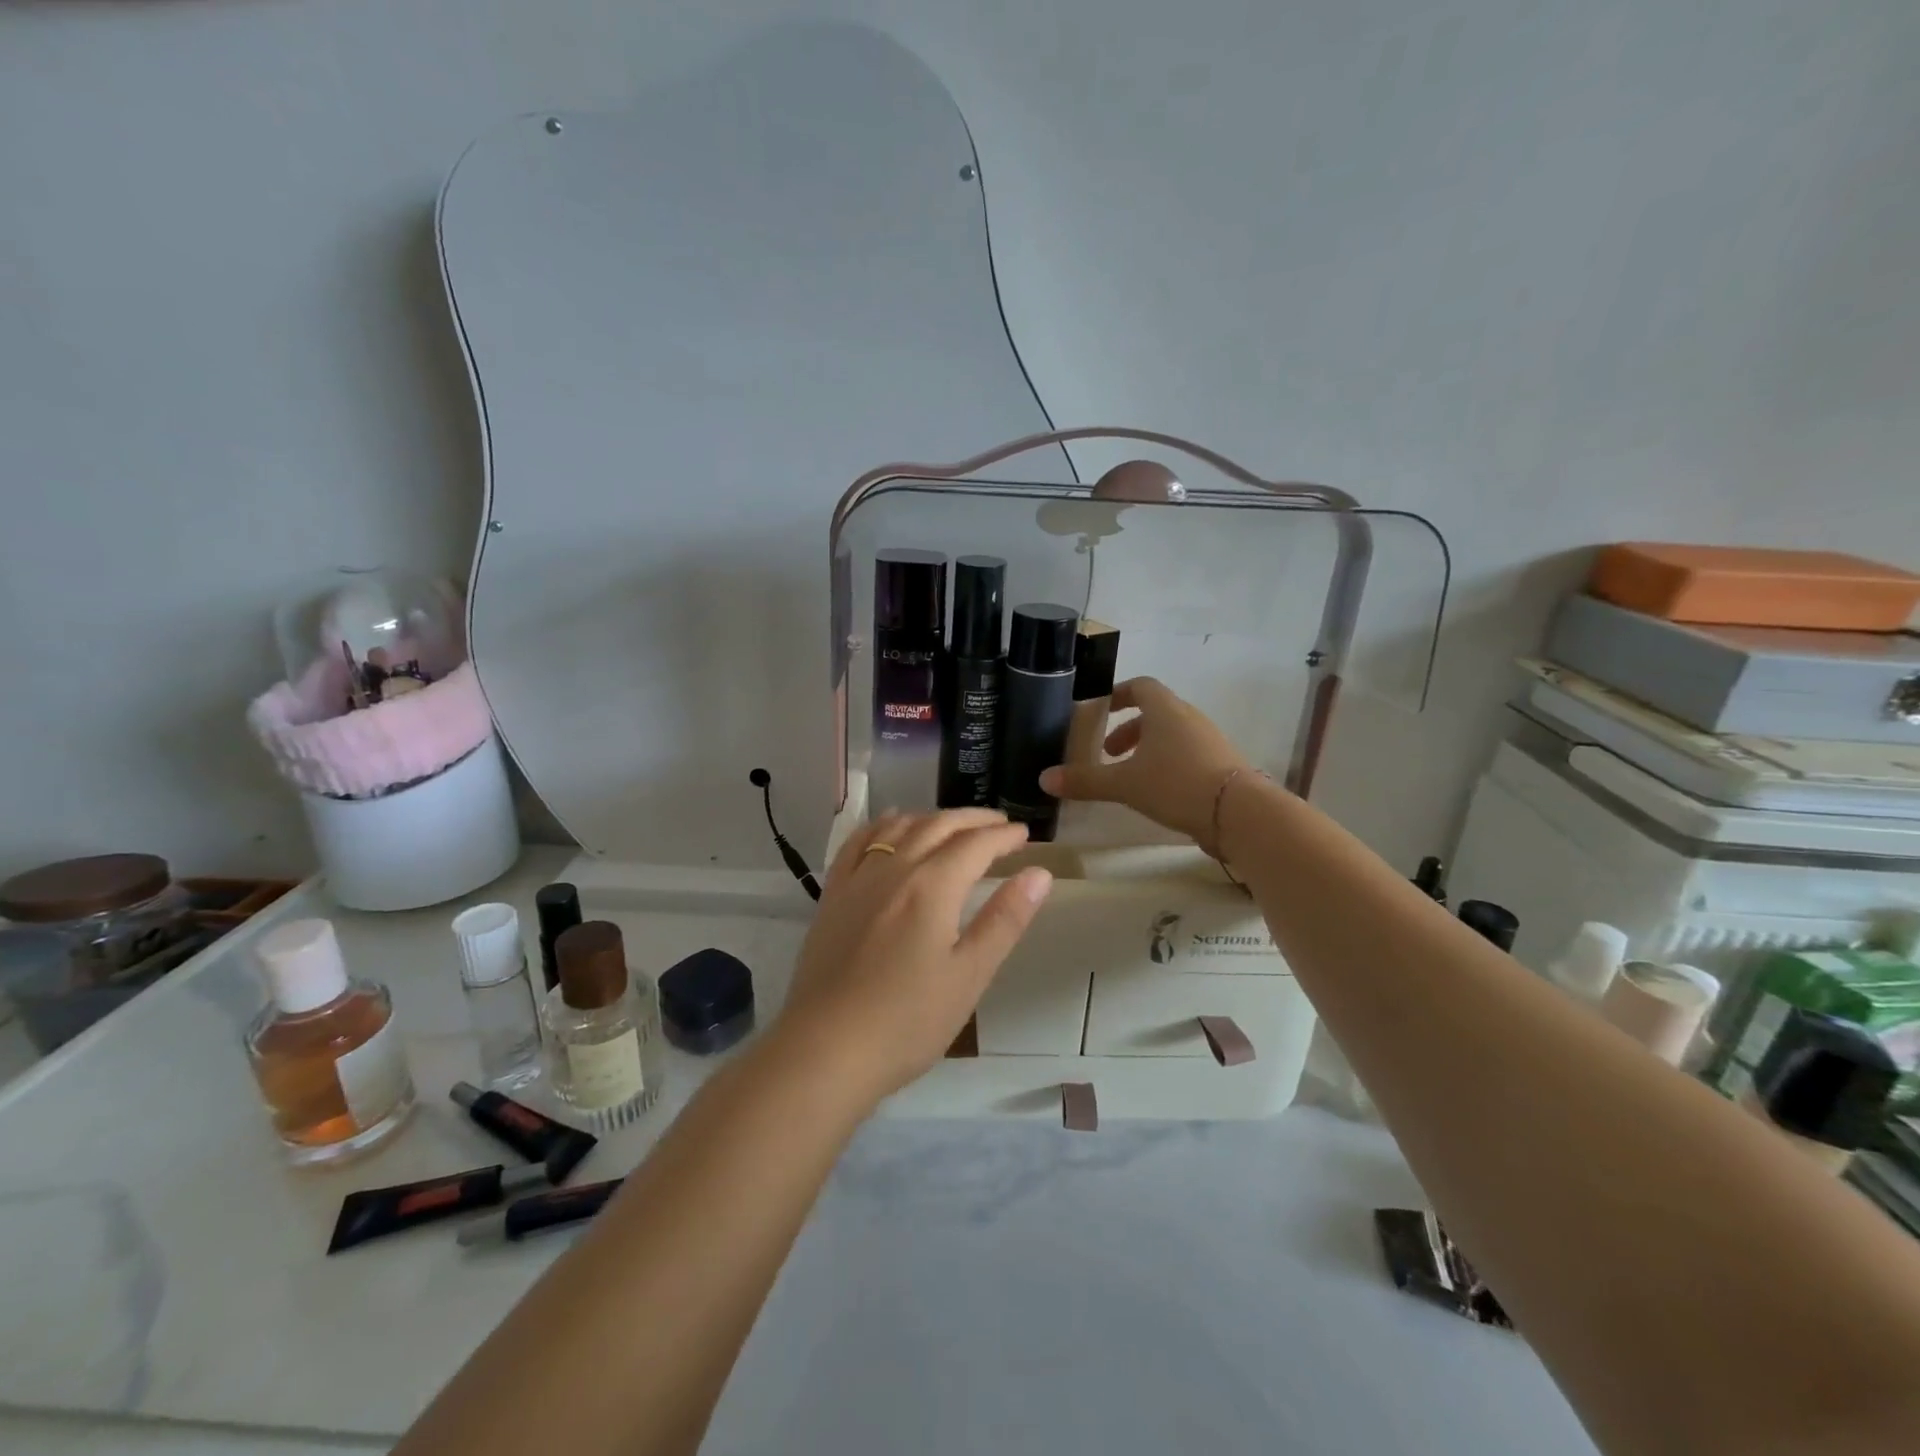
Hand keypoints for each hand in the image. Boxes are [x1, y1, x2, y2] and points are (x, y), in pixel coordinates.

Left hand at [776, 809, 1053, 1103]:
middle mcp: (894, 869)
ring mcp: (858, 879)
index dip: (1004, 836)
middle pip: (938, 826)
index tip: (1025, 835)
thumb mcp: (969, 976)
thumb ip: (1004, 920)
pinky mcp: (832, 895)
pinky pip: (858, 842)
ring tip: (953, 826)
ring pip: (898, 827)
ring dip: (932, 818)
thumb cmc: (907, 1021)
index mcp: (932, 887)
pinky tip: (890, 827)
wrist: (825, 1050)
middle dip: (973, 820)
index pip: (975, 844)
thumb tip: (1038, 874)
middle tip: (999, 824)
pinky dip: (881, 825)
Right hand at [1039, 677, 1248, 848]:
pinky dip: (1168, 764)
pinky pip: (1188, 754)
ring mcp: (1210, 740)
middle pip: (1155, 713)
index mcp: (1165, 710)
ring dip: (1148, 749)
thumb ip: (1085, 780)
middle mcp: (1189, 718)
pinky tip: (1158, 793)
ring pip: (1172, 735)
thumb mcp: (1124, 784)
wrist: (1238, 812)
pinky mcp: (1222, 764)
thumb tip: (1044, 779)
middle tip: (1108, 754)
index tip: (1101, 711)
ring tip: (1130, 777)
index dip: (1119, 695)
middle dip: (1128, 730)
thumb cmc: (1175, 784)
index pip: (1140, 686)